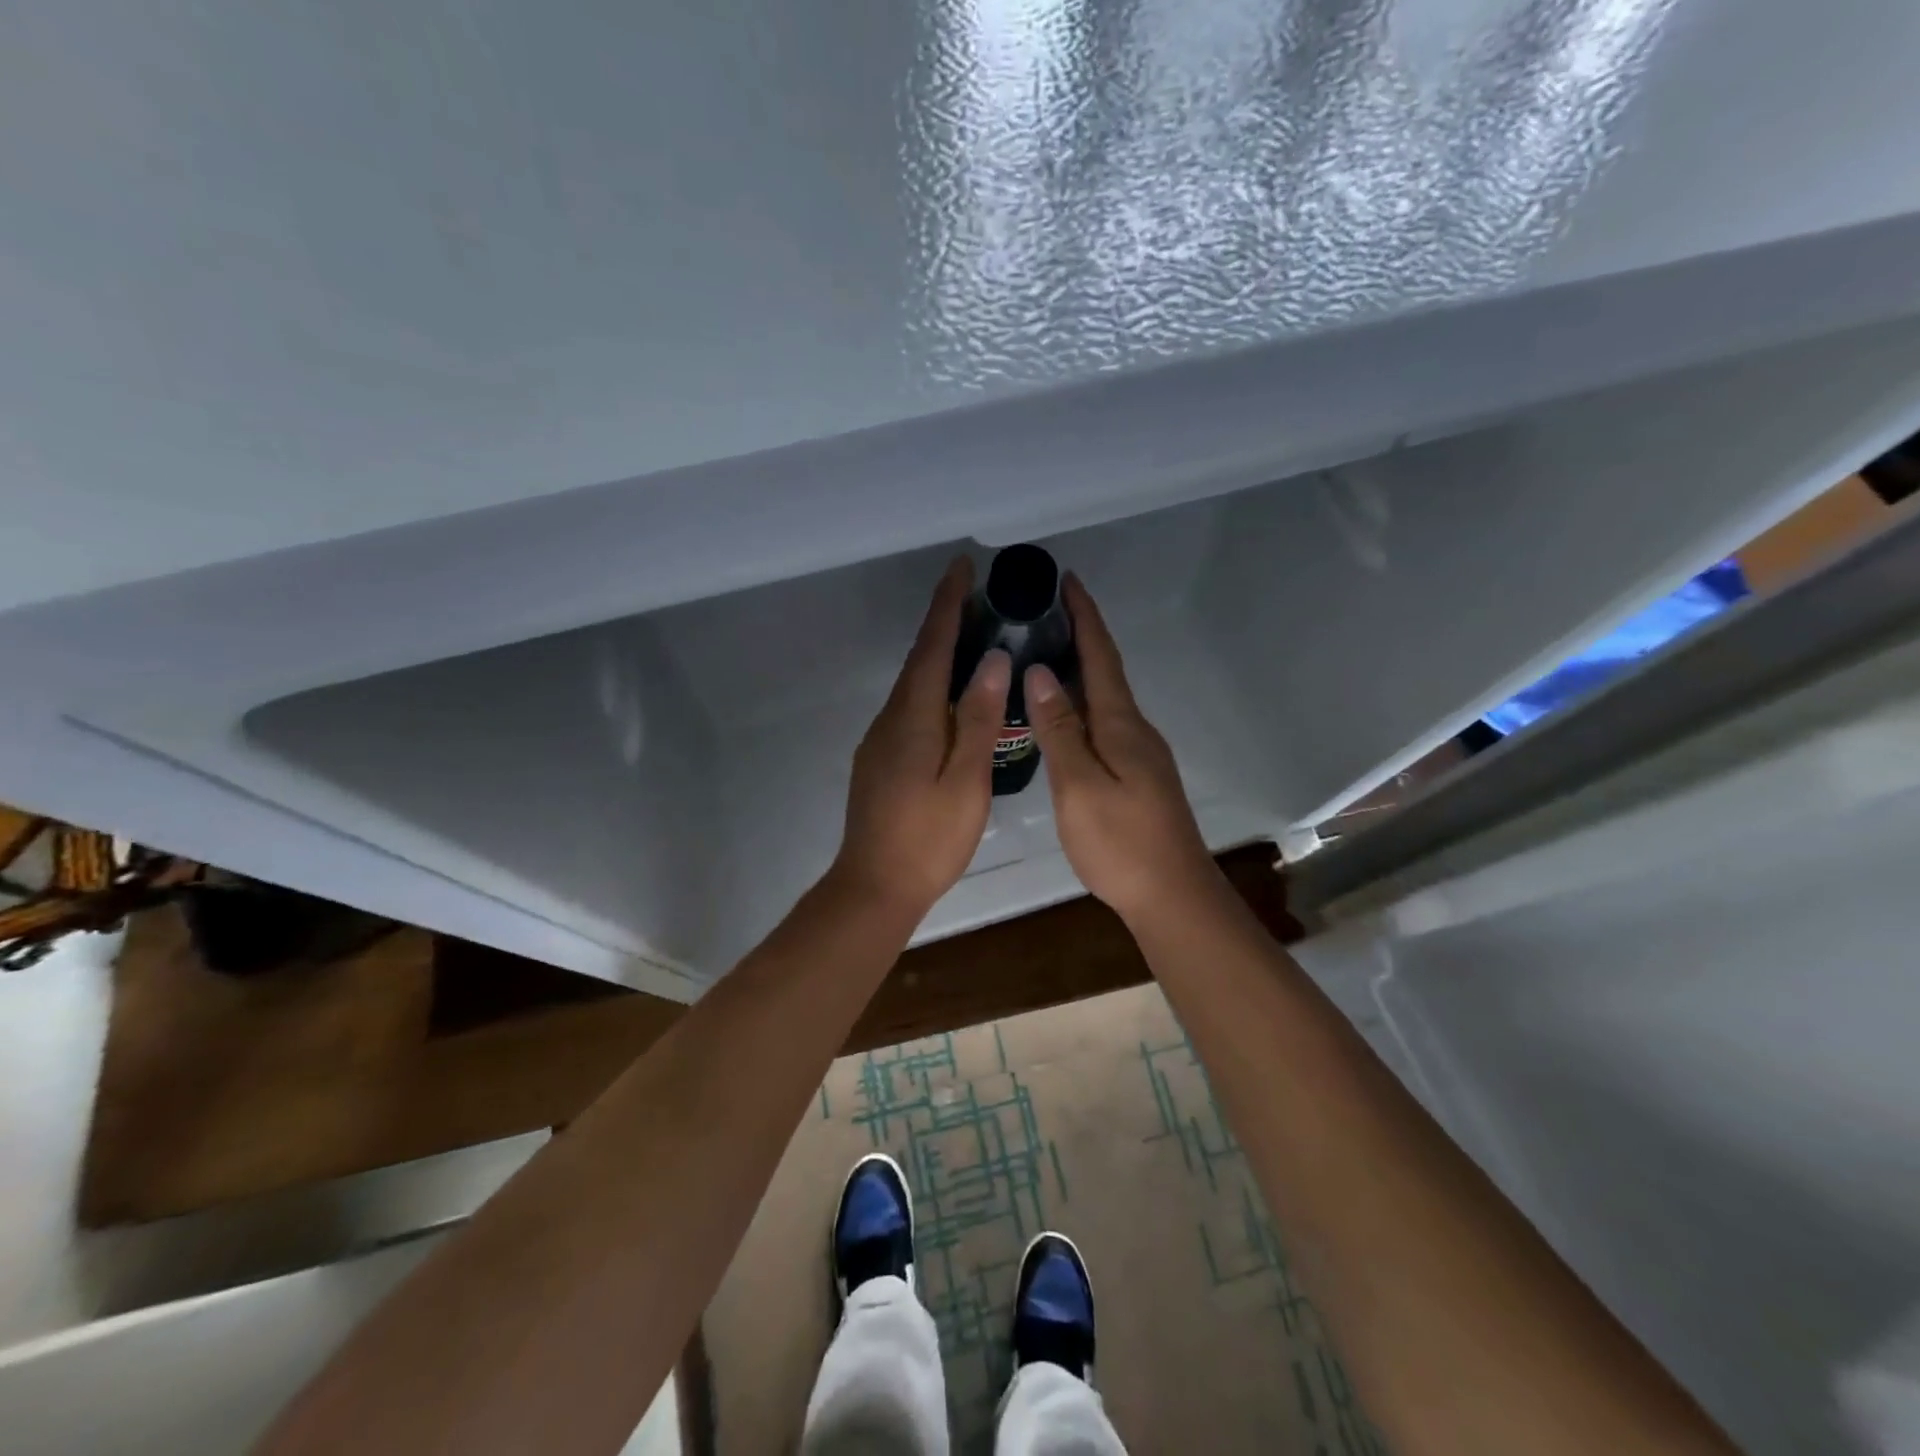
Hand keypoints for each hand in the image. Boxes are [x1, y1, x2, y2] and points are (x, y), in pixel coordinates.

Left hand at [833, 558, 1010, 918]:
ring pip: (914, 686)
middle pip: (919, 659)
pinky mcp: (880, 760)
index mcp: (912, 717)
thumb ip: (977, 718)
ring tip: (973, 640)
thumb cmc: (928, 837)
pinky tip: (952, 700)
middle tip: (978, 597)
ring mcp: (881, 740)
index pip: (932, 646)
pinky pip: (910, 709)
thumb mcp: (966, 779)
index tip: (962, 566)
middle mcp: (890, 718)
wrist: (875, 886)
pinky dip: (932, 689)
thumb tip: (991, 660)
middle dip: (944, 622)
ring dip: (939, 656)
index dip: (947, 604)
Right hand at [1026, 575, 1218, 922]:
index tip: (1067, 579)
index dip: (1084, 616)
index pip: (1100, 657)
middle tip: (1042, 612)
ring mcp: (1139, 754)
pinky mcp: (1137, 775)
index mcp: (1120, 725)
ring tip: (1044, 653)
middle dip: (1079, 636)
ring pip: (1104, 700)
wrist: (1172, 895)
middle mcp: (1134, 730)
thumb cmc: (1120, 843)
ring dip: (1079, 671)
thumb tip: (1040, 673)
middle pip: (1105, 672)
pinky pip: (1104, 724)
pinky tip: (1062, 715)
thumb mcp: (1079, 785)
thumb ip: (1059, 730)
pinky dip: (1081, 705)